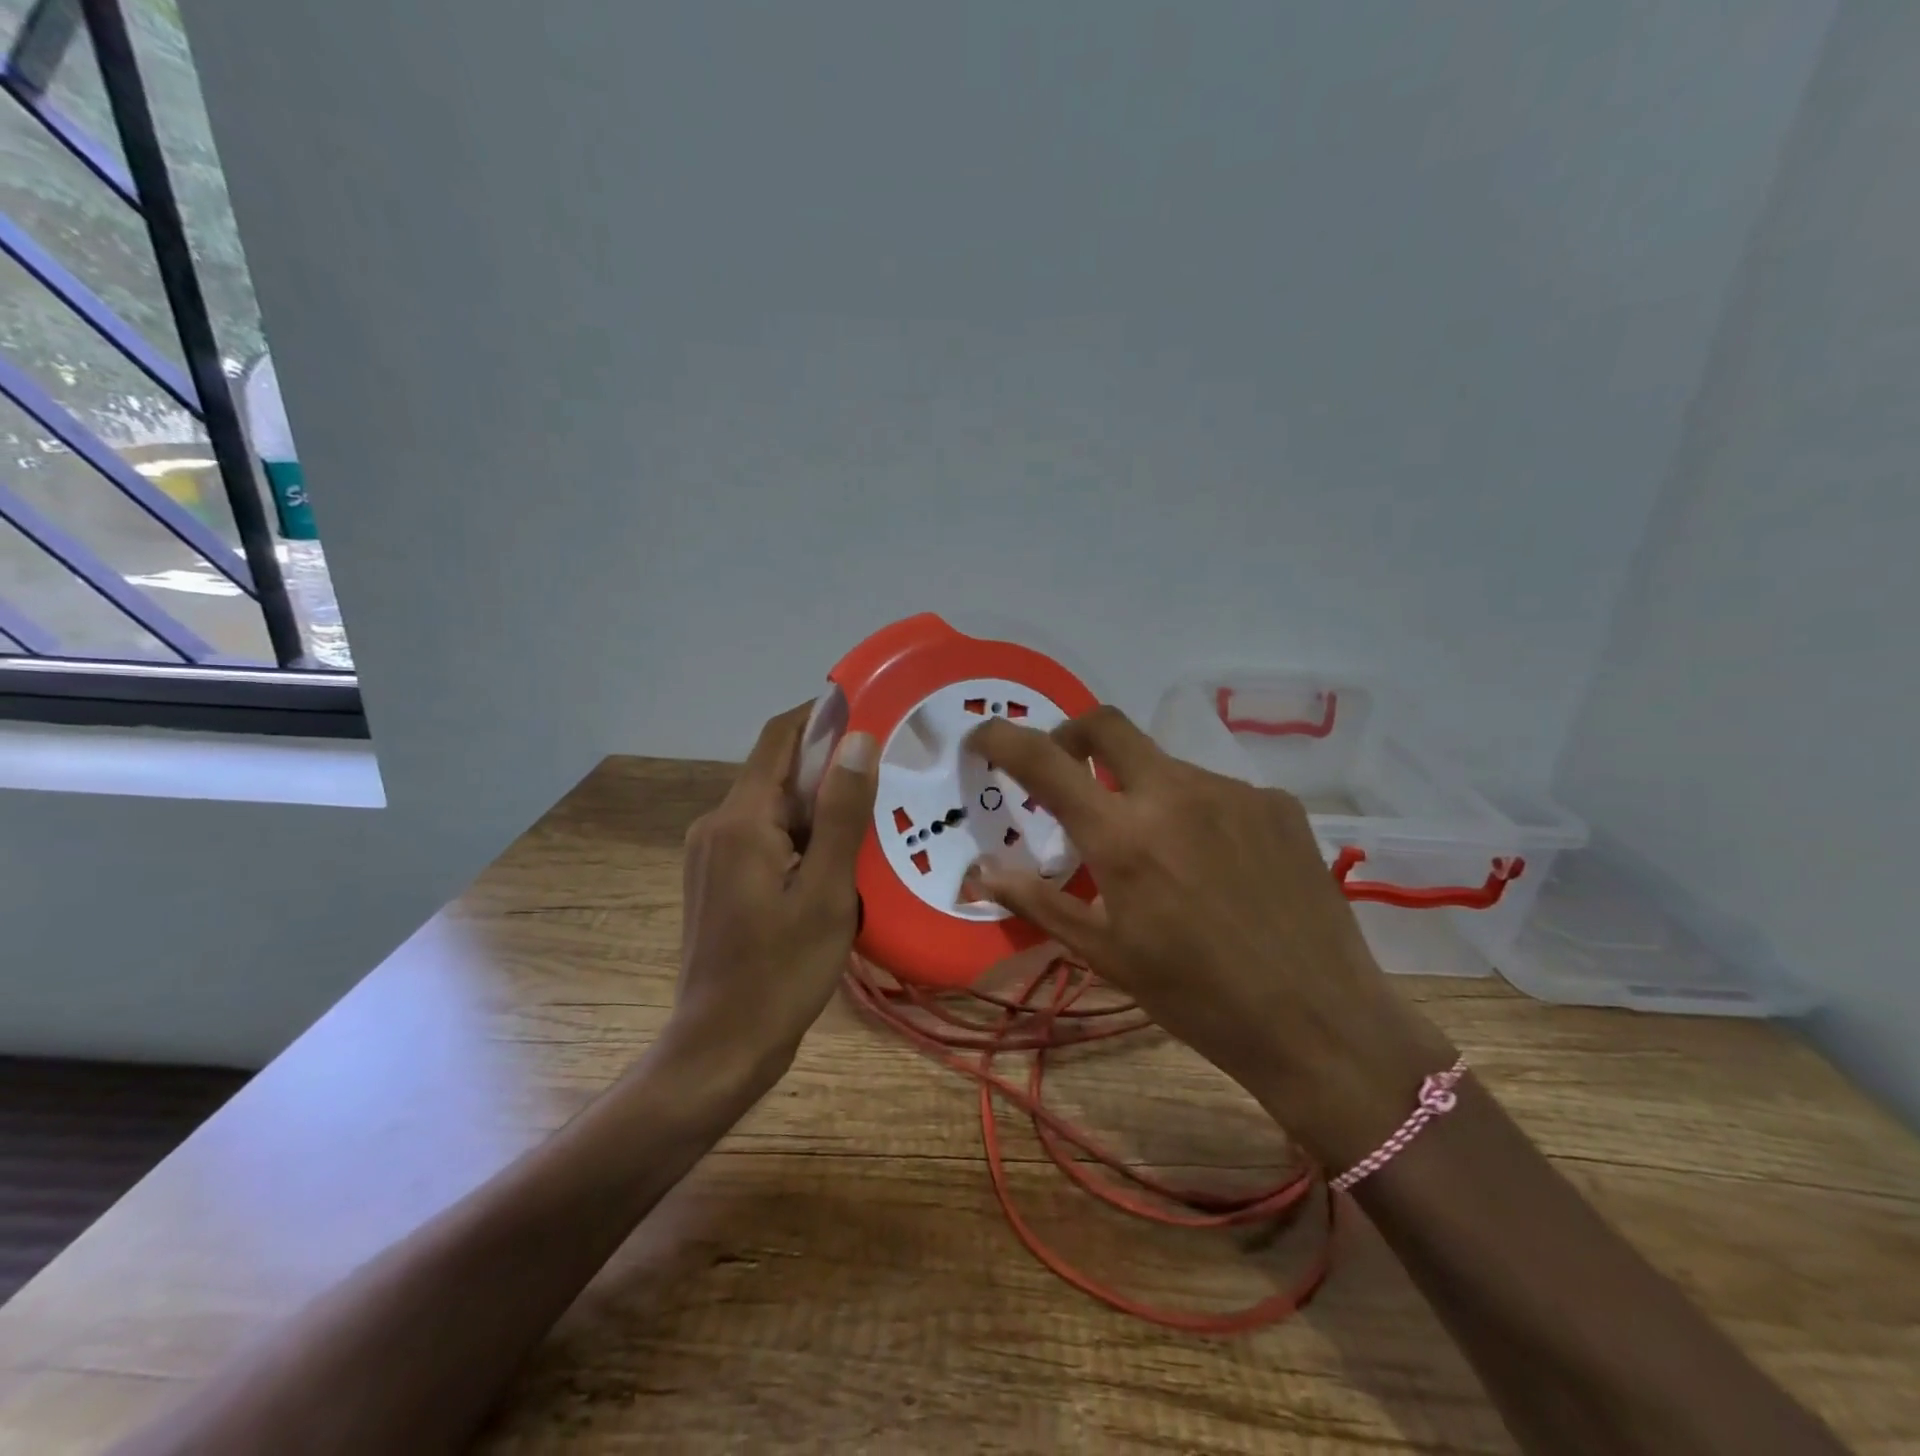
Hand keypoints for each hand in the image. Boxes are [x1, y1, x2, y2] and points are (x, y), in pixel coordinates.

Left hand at [670, 703, 877, 1087]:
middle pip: (779, 773)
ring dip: (821, 808)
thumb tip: (859, 740)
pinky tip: (840, 863)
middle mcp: (717, 825)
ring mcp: (712, 854)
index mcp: (741, 820)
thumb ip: (843, 814)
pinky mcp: (718, 879)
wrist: (720, 1048)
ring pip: (775, 808)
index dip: (822, 714)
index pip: (781, 738)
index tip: (871, 709)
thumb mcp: (828, 893)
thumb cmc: (780, 973)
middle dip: (831, 769)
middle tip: (890, 775)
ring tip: (875, 821)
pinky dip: (804, 837)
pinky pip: (766, 838)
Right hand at [967, 706, 1455, 1169]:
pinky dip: (1193, 811)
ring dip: (1140, 788)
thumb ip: (1038, 901)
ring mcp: (1233, 791)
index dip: (1003, 738)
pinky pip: (1215, 789)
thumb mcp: (1106, 954)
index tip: (983, 736)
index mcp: (1123, 835)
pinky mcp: (1277, 803)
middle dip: (1073, 736)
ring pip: (1164, 763)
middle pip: (1106, 723)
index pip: (1044, 761)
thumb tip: (980, 871)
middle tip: (1067, 775)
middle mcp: (1176, 793)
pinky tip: (1213, 863)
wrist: (1319, 1024)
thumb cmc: (1196, 998)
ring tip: (1156, 850)